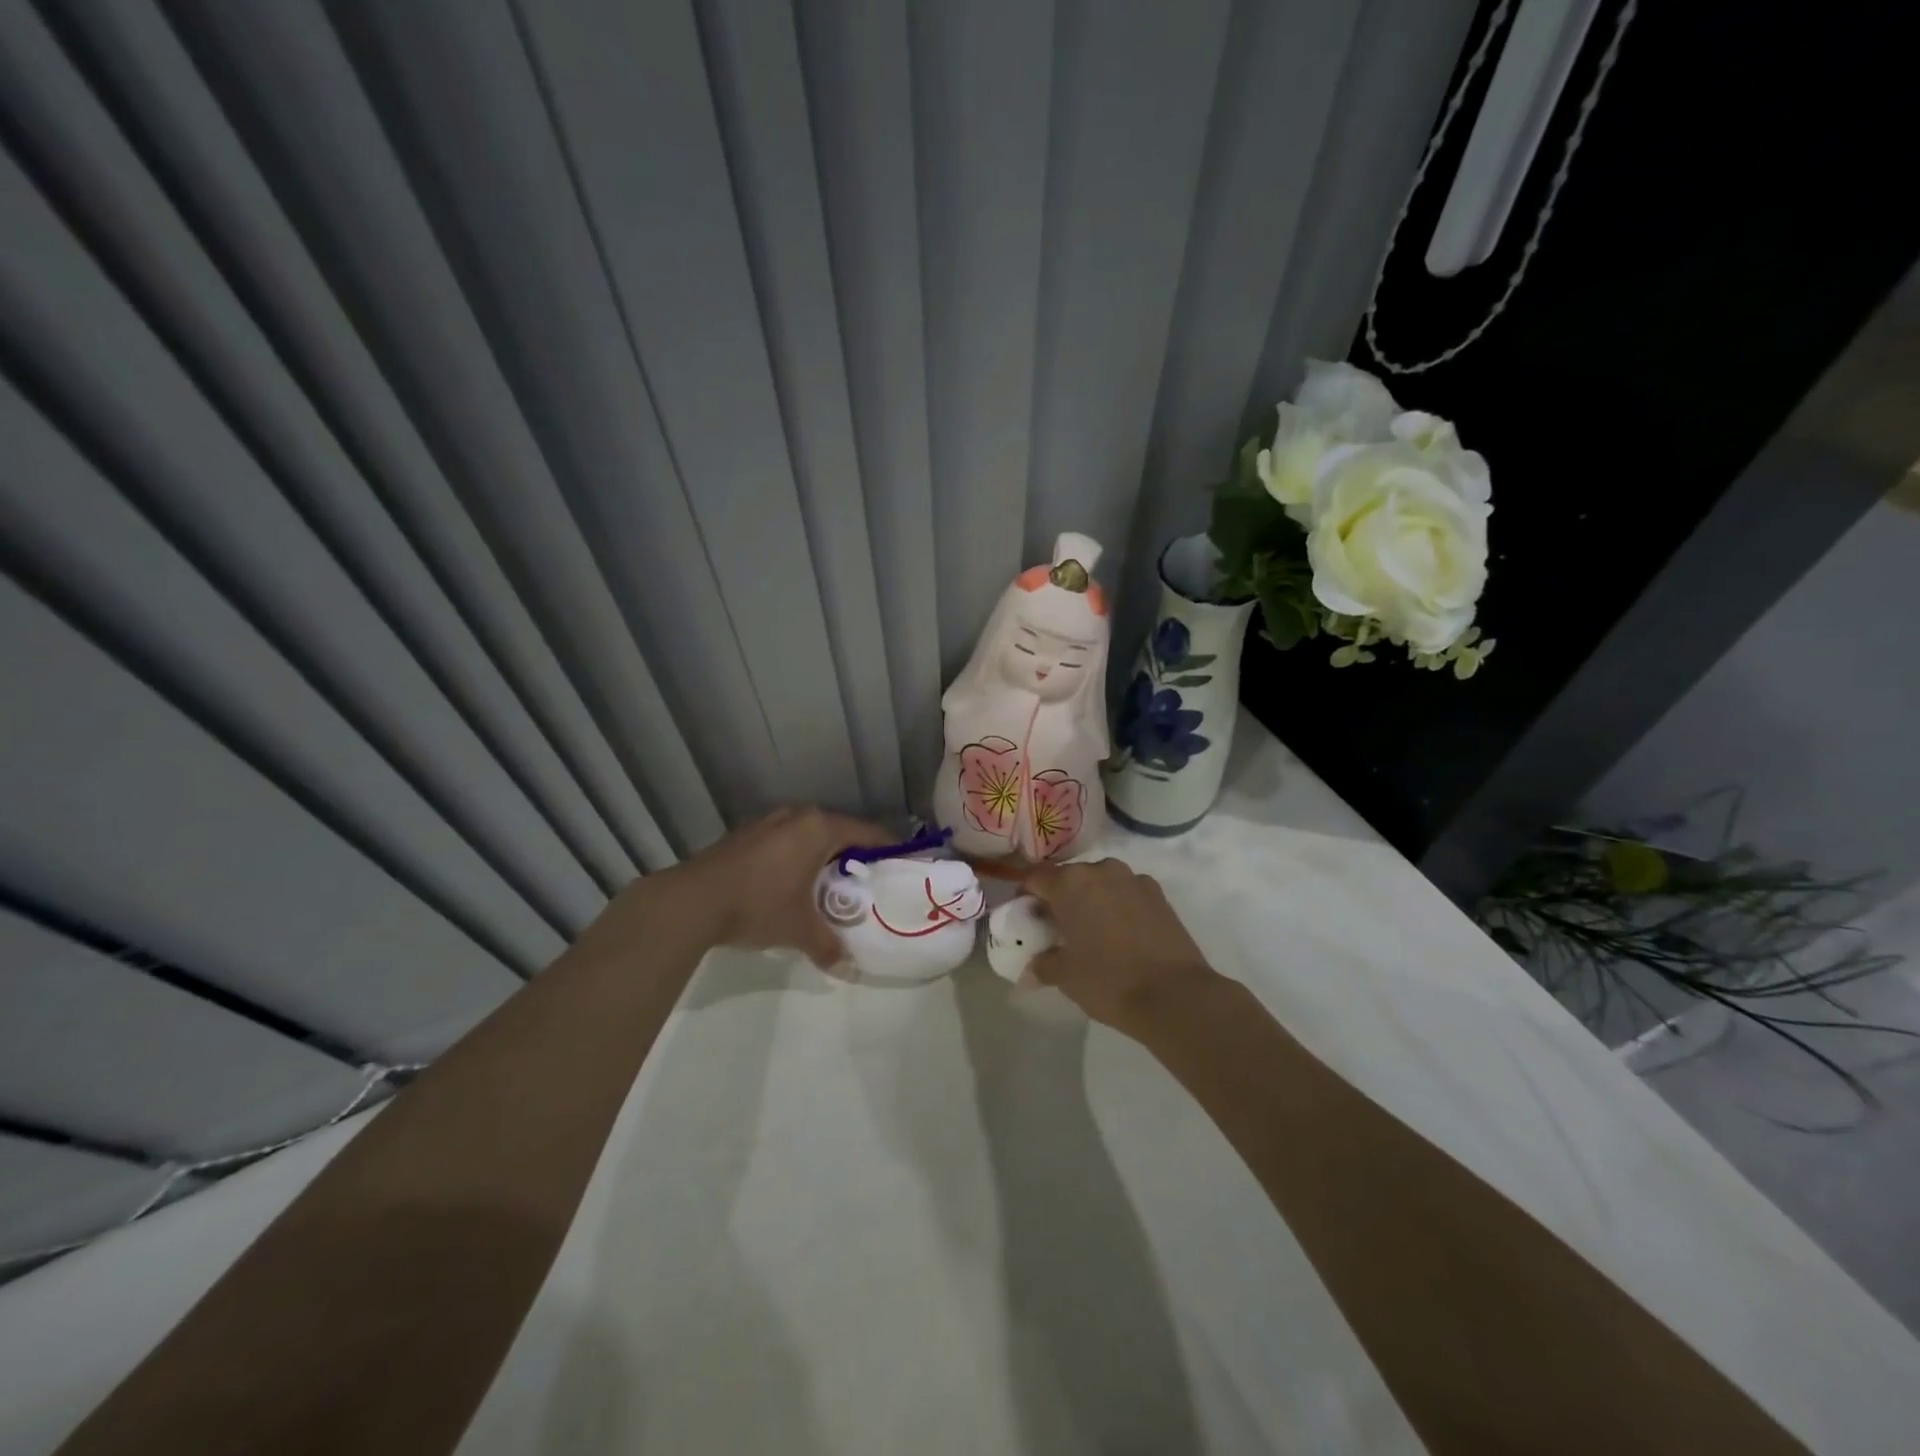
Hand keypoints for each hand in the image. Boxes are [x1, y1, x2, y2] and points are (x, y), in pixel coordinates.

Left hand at [663, 806, 893, 965]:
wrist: (691, 901)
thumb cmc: (758, 905)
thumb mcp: (799, 929)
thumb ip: (828, 945)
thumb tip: (848, 969)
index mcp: (819, 828)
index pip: (867, 832)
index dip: (887, 849)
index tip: (899, 865)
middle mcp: (797, 816)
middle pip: (838, 831)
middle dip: (852, 855)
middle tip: (864, 883)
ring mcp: (768, 822)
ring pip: (808, 835)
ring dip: (821, 855)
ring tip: (828, 884)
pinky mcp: (746, 834)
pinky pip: (785, 840)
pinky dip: (795, 856)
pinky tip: (791, 883)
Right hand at [1022, 858, 1215, 1034]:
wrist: (1174, 995)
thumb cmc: (1108, 980)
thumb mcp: (1065, 976)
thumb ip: (1043, 964)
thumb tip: (1032, 967)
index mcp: (1070, 883)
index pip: (1036, 877)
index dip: (1025, 895)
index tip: (1025, 917)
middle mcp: (1101, 871)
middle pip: (1070, 877)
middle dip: (1060, 898)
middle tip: (1057, 927)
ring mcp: (1134, 880)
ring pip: (1101, 883)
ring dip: (1092, 900)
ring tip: (1092, 931)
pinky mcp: (1160, 895)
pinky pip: (1128, 893)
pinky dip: (1119, 906)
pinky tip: (1122, 934)